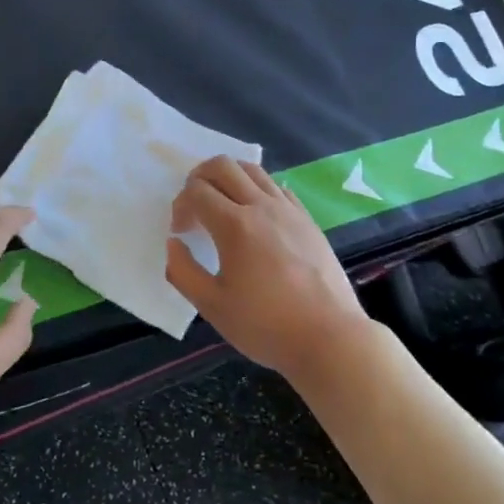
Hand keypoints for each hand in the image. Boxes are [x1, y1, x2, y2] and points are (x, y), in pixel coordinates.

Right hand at [166, 157, 371, 382]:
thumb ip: (183, 271)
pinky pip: (277, 187)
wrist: (329, 337)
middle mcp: (262, 206)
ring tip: (222, 205)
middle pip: (223, 166)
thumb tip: (174, 244)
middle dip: (199, 177)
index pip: (197, 191)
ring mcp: (289, 210)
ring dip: (229, 178)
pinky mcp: (307, 220)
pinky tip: (255, 217)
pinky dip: (257, 189)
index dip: (180, 206)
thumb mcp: (211, 306)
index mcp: (235, 225)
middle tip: (194, 205)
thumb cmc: (265, 325)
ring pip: (253, 170)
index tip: (180, 233)